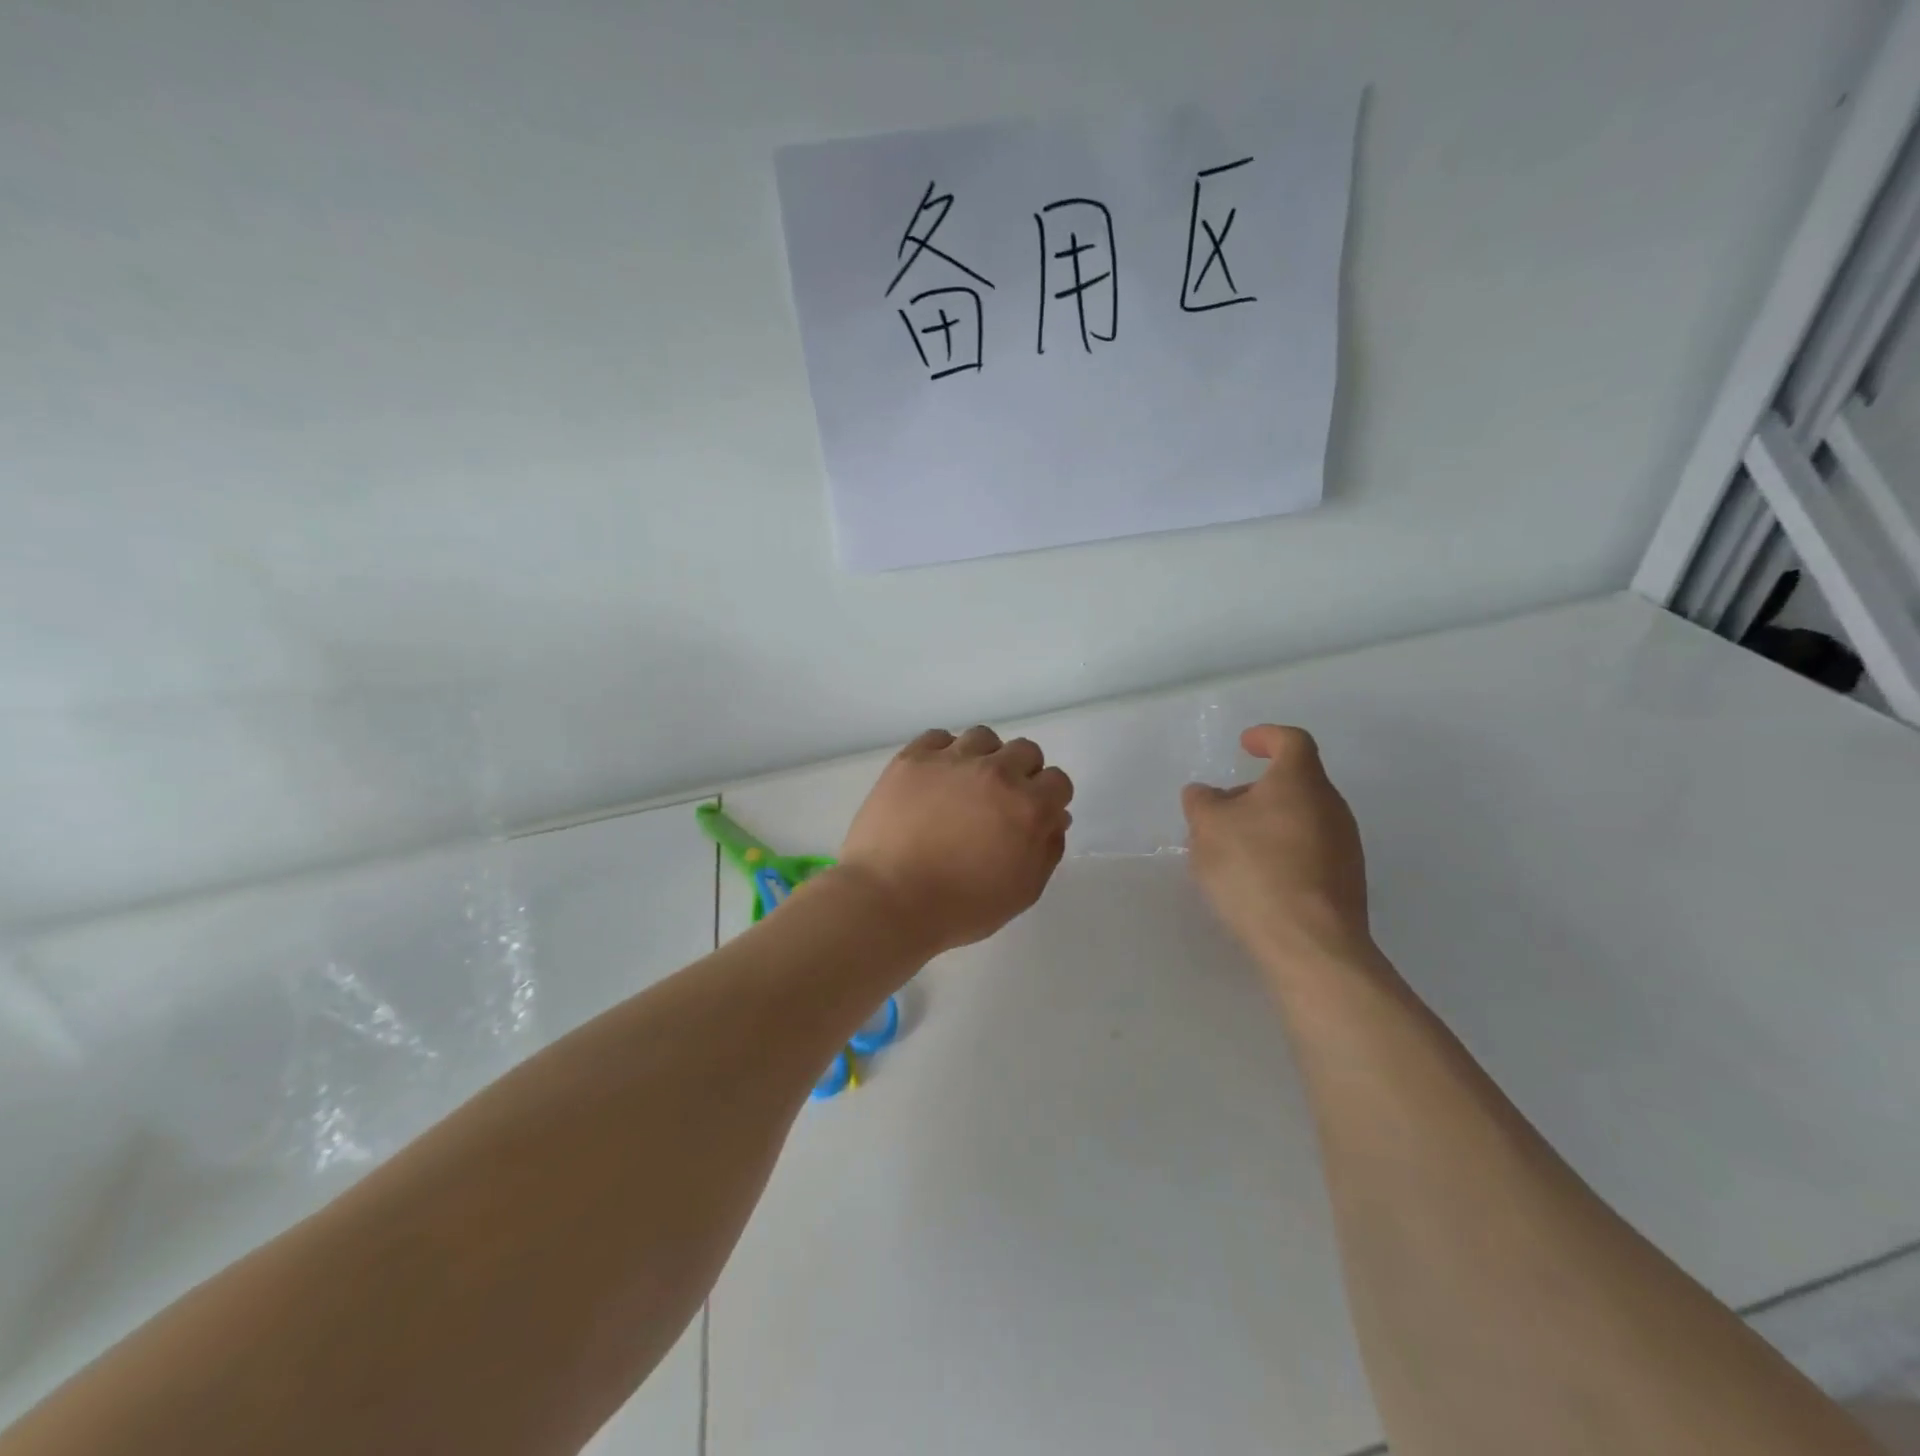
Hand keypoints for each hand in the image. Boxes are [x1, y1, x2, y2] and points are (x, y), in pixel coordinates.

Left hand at [838, 727, 1074, 953]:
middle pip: (1025, 751)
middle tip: (1000, 803)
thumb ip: (1047, 850)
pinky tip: (935, 779)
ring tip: (966, 786)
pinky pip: (939, 737)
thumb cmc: (960, 907)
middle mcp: (995, 772)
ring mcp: (951, 760)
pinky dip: (944, 753)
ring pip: (983, 738)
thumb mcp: (1022, 892)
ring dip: (984, 758)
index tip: (1033, 816)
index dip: (1049, 799)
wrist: (888, 899)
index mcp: (1028, 807)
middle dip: (1022, 774)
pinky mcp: (913, 758)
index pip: (1058, 781)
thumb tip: (1054, 818)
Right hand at [1181, 725, 1373, 968]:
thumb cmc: (1255, 868)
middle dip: (1258, 791)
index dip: (1267, 737)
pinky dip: (1282, 853)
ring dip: (1268, 824)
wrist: (1309, 943)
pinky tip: (1257, 879)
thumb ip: (1202, 802)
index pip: (1291, 741)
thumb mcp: (1208, 827)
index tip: (1245, 745)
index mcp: (1300, 781)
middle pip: (1296, 783)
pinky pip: (1309, 851)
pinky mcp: (1346, 882)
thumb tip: (1206, 794)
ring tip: (1233, 849)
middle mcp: (1331, 806)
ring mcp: (1345, 846)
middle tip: (1223, 809)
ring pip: (1302, 819)